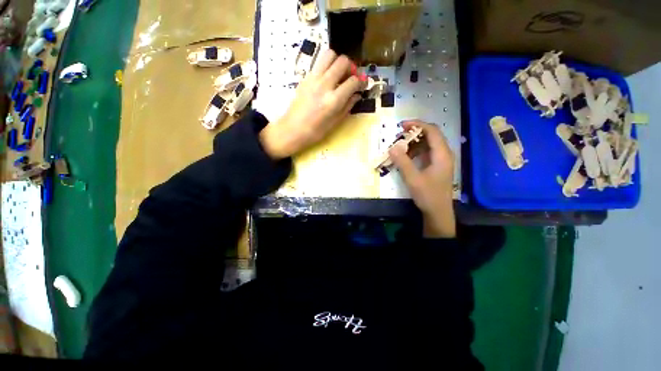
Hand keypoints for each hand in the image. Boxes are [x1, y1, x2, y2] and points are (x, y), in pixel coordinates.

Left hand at [260, 49, 365, 158]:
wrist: (292, 130)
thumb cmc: (315, 132)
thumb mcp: (335, 123)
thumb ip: (347, 106)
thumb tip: (357, 95)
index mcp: (333, 100)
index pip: (353, 81)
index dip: (361, 82)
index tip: (362, 85)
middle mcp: (324, 85)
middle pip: (342, 61)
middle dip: (351, 67)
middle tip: (350, 78)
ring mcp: (313, 79)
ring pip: (329, 54)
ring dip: (337, 61)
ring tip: (338, 74)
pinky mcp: (305, 78)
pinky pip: (318, 63)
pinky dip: (326, 66)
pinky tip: (327, 78)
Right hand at [389, 121, 455, 237]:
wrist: (438, 212)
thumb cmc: (428, 195)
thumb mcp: (413, 179)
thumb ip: (402, 162)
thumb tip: (392, 147)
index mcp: (442, 154)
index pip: (432, 131)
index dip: (417, 125)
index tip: (402, 125)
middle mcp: (444, 154)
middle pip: (431, 135)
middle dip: (414, 132)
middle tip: (398, 135)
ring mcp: (441, 160)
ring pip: (428, 144)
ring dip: (414, 142)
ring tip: (400, 146)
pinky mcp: (436, 166)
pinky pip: (426, 152)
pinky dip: (415, 151)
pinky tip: (406, 156)